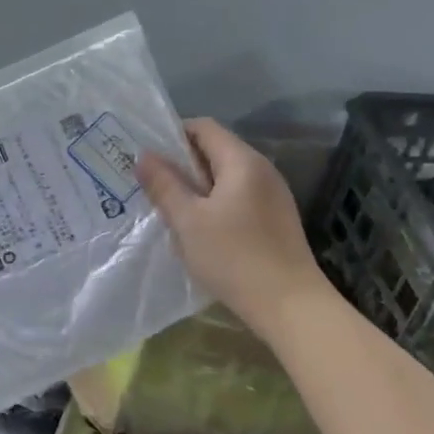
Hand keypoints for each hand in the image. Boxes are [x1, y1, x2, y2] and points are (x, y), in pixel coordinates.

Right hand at [137, 118, 326, 337]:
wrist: (290, 305)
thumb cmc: (234, 257)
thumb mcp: (188, 221)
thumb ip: (164, 185)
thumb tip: (143, 155)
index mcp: (242, 161)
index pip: (204, 127)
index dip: (173, 135)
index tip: (148, 158)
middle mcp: (262, 170)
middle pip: (216, 150)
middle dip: (183, 164)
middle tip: (152, 186)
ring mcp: (273, 195)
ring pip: (227, 177)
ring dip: (198, 188)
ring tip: (172, 210)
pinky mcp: (276, 220)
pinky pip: (239, 198)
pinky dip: (216, 205)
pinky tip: (201, 232)